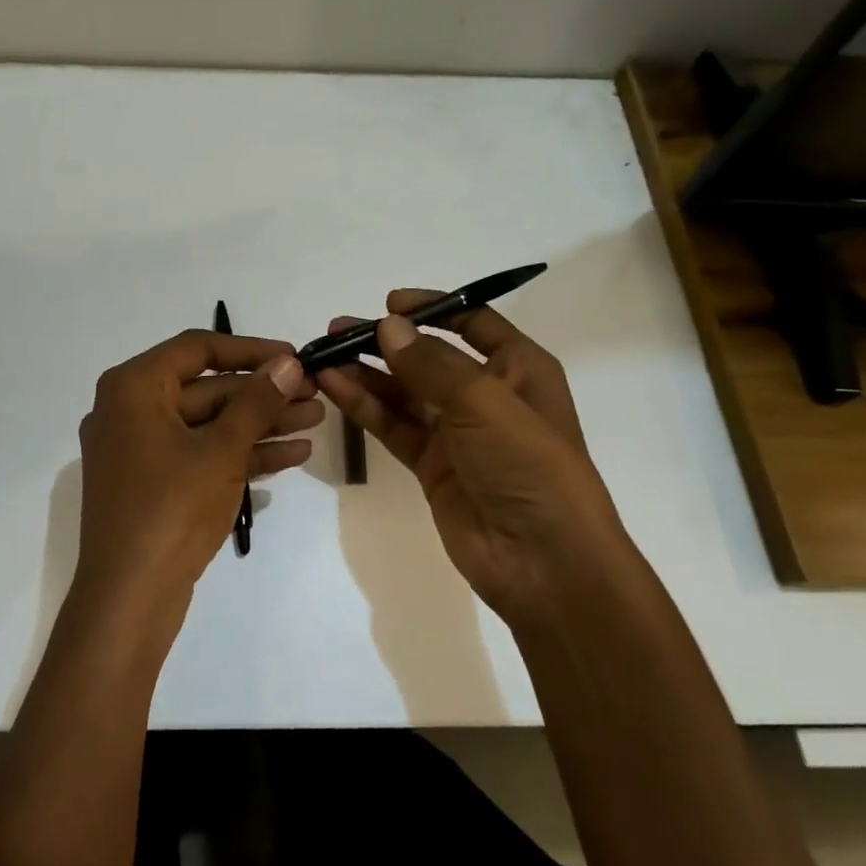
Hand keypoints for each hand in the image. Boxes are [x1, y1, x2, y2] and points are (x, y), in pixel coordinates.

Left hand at [74, 329, 322, 626]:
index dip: (251, 349)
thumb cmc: (171, 510)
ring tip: (317, 420)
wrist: (129, 599)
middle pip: (206, 388)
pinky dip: (242, 453)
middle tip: (315, 393)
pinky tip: (293, 453)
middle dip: (263, 393)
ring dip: (261, 423)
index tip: (294, 357)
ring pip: (209, 424)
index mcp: (132, 388)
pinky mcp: (155, 483)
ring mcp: (141, 450)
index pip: (198, 348)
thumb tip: (288, 364)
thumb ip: (256, 401)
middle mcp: (130, 410)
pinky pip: (201, 454)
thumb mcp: (221, 450)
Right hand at [315, 292, 627, 626]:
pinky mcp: (431, 465)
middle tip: (338, 330)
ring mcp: (456, 432)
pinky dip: (364, 406)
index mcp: (518, 368)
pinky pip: (393, 425)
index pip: (473, 322)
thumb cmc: (527, 465)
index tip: (388, 303)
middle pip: (428, 356)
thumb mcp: (484, 402)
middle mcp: (487, 394)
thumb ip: (431, 363)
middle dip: (386, 341)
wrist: (543, 561)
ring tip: (322, 355)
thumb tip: (387, 326)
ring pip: (404, 391)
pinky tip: (333, 387)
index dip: (432, 308)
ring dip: (366, 372)